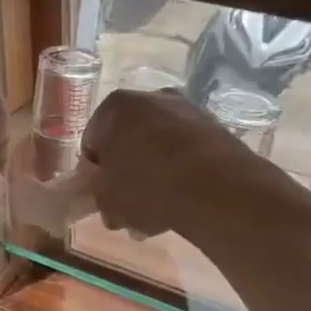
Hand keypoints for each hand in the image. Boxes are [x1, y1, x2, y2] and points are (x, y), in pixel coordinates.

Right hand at [74, 88, 279, 237]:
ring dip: (152, 176)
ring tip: (155, 212)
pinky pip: (185, 153)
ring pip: (157, 148)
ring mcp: (187, 111)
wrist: (218, 190)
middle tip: (126, 206)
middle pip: (127, 142)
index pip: (92, 141)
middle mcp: (151, 98)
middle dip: (125, 173)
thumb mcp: (106, 198)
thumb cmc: (147, 187)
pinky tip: (180, 202)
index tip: (101, 196)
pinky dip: (179, 173)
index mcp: (116, 107)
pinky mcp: (215, 129)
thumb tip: (105, 197)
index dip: (94, 173)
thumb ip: (97, 193)